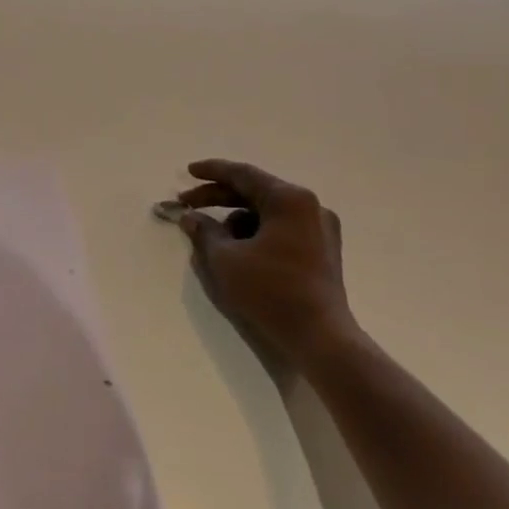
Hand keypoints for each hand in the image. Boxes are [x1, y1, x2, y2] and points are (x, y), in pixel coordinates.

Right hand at [172, 159, 358, 371]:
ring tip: (211, 238)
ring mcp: (319, 230)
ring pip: (266, 213)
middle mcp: (309, 207)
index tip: (188, 172)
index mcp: (289, 200)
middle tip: (187, 205)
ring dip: (235, 219)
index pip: (243, 174)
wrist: (320, 337)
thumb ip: (203, 231)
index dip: (211, 171)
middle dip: (218, 198)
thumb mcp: (225, 259)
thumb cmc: (270, 290)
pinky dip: (255, 233)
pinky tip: (237, 251)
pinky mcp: (321, 251)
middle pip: (255, 192)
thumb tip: (191, 217)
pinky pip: (280, 229)